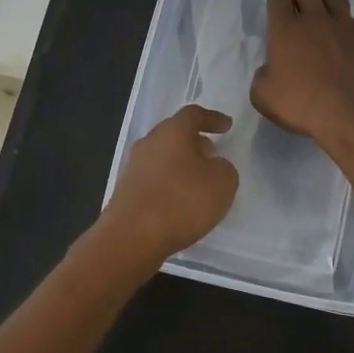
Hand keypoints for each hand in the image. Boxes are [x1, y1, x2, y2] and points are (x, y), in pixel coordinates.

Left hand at [96, 104, 239, 272]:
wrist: (131, 238)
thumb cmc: (181, 201)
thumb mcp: (222, 183)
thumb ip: (224, 168)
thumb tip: (214, 166)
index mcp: (172, 131)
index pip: (193, 114)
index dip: (212, 118)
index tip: (226, 126)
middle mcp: (149, 143)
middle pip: (174, 134)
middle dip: (195, 142)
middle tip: (213, 154)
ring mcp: (134, 167)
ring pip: (163, 157)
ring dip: (182, 165)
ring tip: (199, 182)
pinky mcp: (126, 191)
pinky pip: (154, 179)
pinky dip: (170, 184)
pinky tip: (181, 202)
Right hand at [250, 0, 353, 149]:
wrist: (353, 113)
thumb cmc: (302, 104)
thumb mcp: (263, 96)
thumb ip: (262, 77)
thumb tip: (269, 70)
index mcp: (285, 29)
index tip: (275, 4)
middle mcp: (314, 20)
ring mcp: (343, 27)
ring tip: (322, 3)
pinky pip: (351, 20)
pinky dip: (344, 20)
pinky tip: (343, 32)